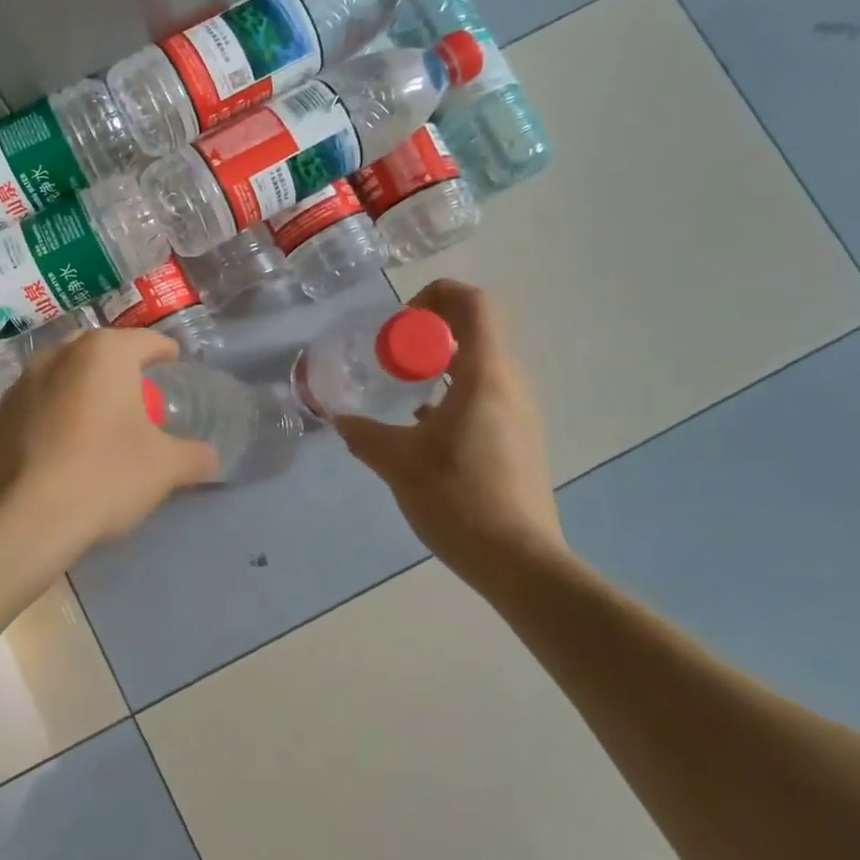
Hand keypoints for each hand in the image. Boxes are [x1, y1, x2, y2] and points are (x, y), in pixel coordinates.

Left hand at [0, 327, 218, 564]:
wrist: (21, 521)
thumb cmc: (104, 476)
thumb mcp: (164, 468)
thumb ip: (194, 456)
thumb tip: (211, 458)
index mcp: (104, 353)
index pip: (147, 342)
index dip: (167, 355)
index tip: (175, 371)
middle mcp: (58, 355)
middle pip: (101, 352)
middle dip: (122, 369)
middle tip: (140, 397)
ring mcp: (21, 383)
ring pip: (64, 375)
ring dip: (84, 390)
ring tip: (99, 422)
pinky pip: (37, 404)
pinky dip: (55, 415)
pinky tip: (63, 449)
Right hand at [334, 280, 568, 587]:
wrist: (520, 562)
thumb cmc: (459, 499)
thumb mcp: (399, 463)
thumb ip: (364, 434)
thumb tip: (339, 419)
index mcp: (487, 375)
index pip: (474, 303)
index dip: (435, 297)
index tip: (399, 327)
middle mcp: (511, 384)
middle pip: (476, 329)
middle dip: (429, 332)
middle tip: (392, 356)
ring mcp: (520, 412)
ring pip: (480, 363)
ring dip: (440, 363)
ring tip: (403, 390)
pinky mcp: (520, 438)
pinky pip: (486, 393)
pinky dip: (453, 392)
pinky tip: (424, 427)